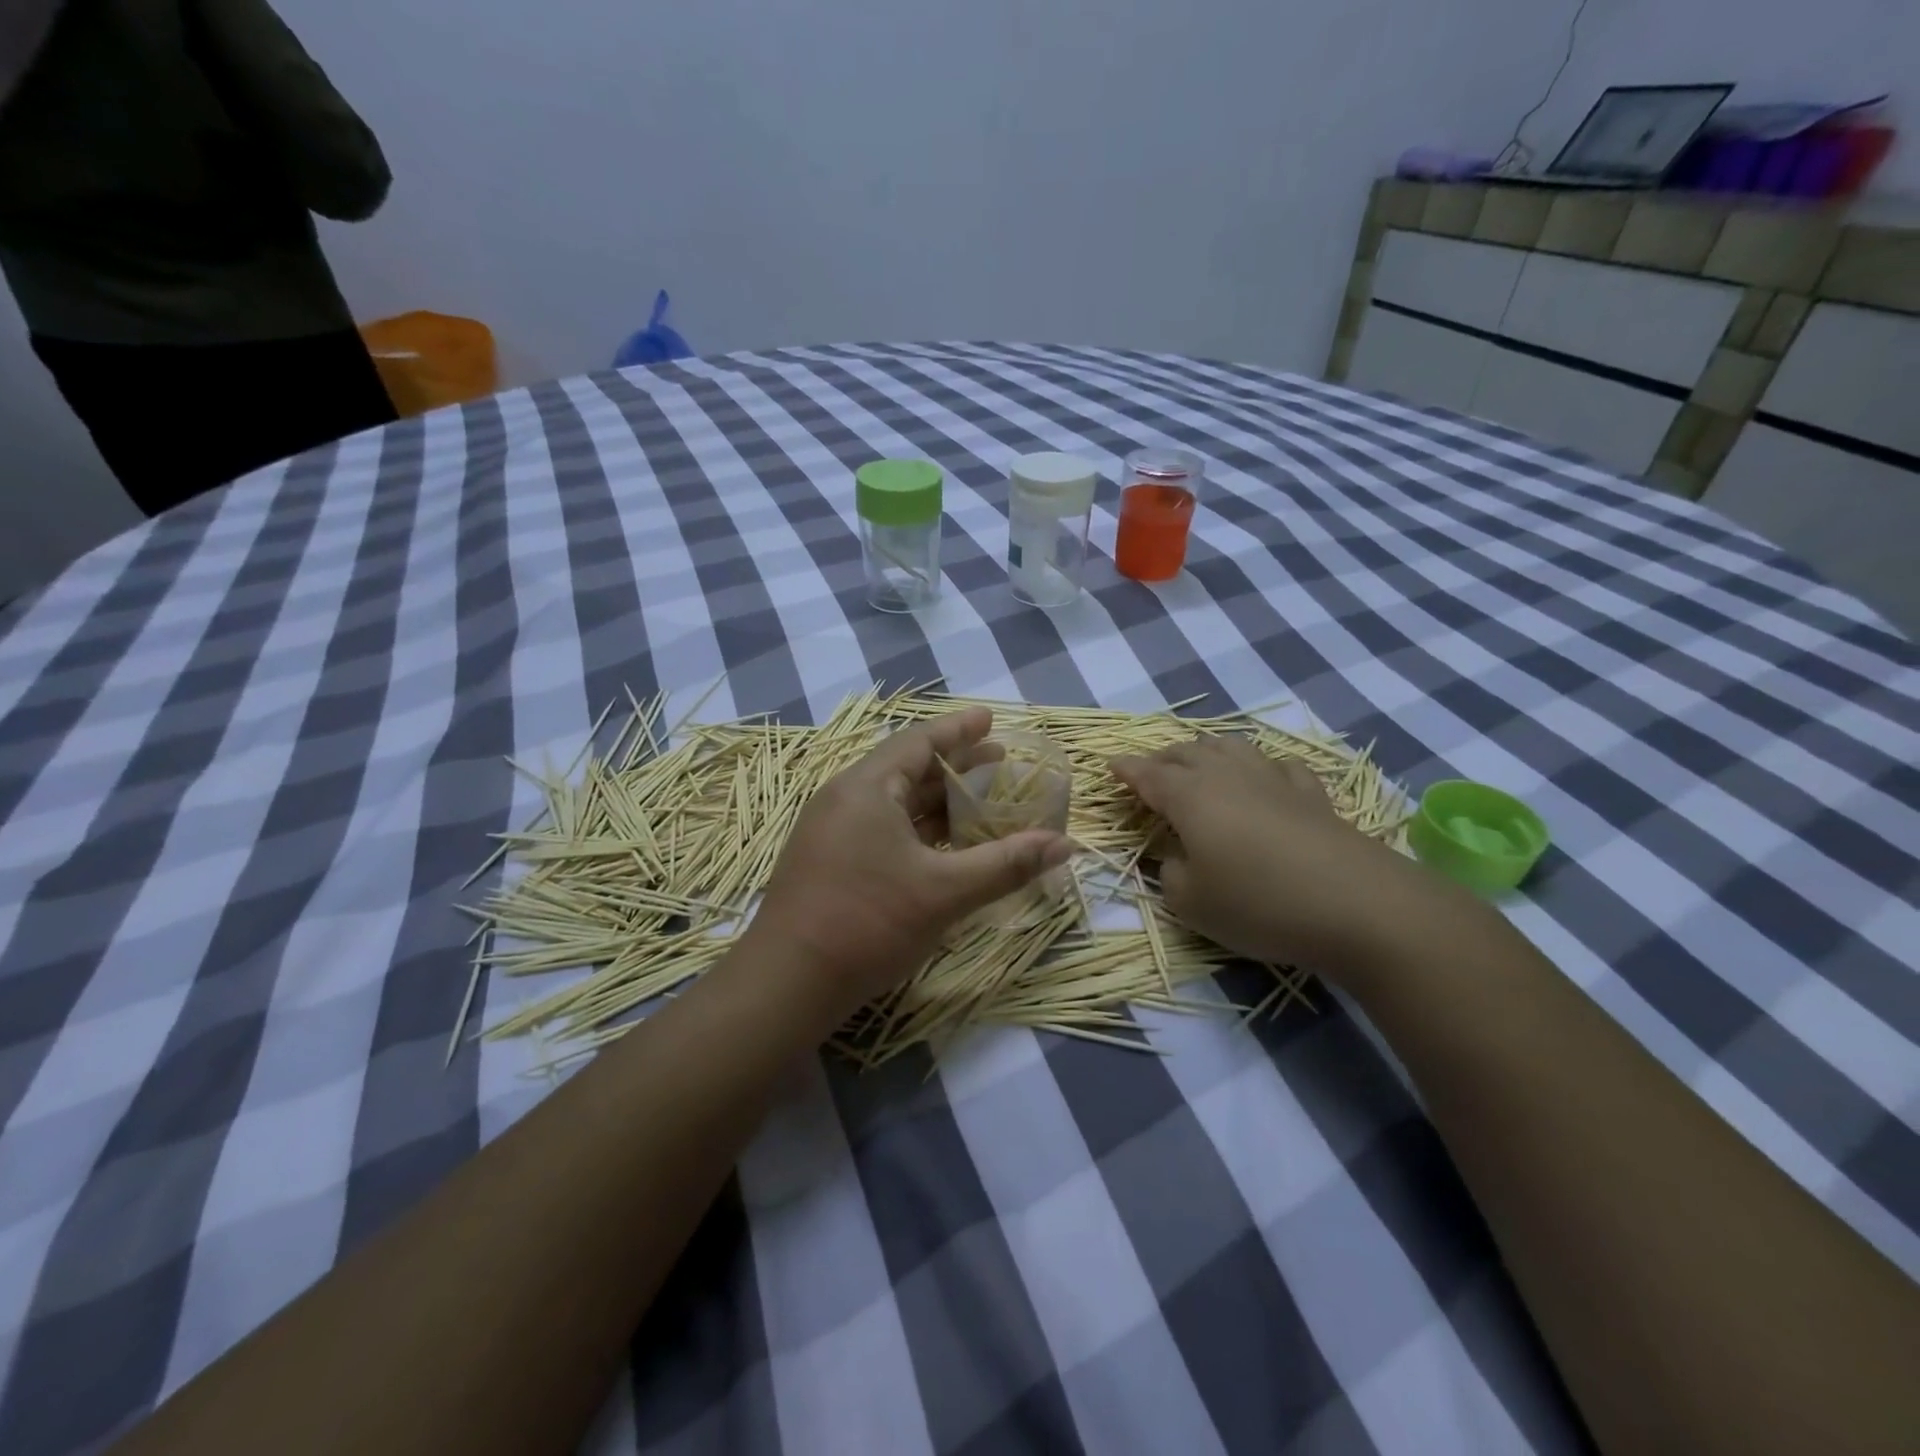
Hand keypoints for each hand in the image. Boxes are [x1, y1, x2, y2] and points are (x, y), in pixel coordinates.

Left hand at [748, 708, 1074, 1021]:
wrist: (787, 983)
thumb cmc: (868, 922)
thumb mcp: (945, 892)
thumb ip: (1006, 864)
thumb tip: (1064, 844)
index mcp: (867, 788)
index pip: (919, 742)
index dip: (959, 730)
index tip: (990, 718)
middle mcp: (844, 798)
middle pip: (907, 769)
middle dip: (955, 765)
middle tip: (998, 761)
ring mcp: (831, 830)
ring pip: (894, 802)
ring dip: (936, 800)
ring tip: (979, 800)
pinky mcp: (828, 860)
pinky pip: (880, 827)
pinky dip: (916, 827)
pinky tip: (942, 844)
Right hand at [1110, 735, 1443, 978]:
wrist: (1357, 906)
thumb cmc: (1258, 903)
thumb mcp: (1190, 902)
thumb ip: (1169, 873)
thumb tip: (1173, 856)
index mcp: (1189, 796)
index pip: (1148, 774)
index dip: (1126, 769)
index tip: (1110, 766)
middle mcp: (1227, 775)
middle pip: (1186, 752)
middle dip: (1162, 758)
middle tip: (1150, 772)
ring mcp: (1273, 779)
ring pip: (1231, 746)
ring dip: (1206, 751)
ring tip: (1199, 763)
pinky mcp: (1313, 794)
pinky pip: (1278, 765)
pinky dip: (1259, 766)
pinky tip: (1264, 778)